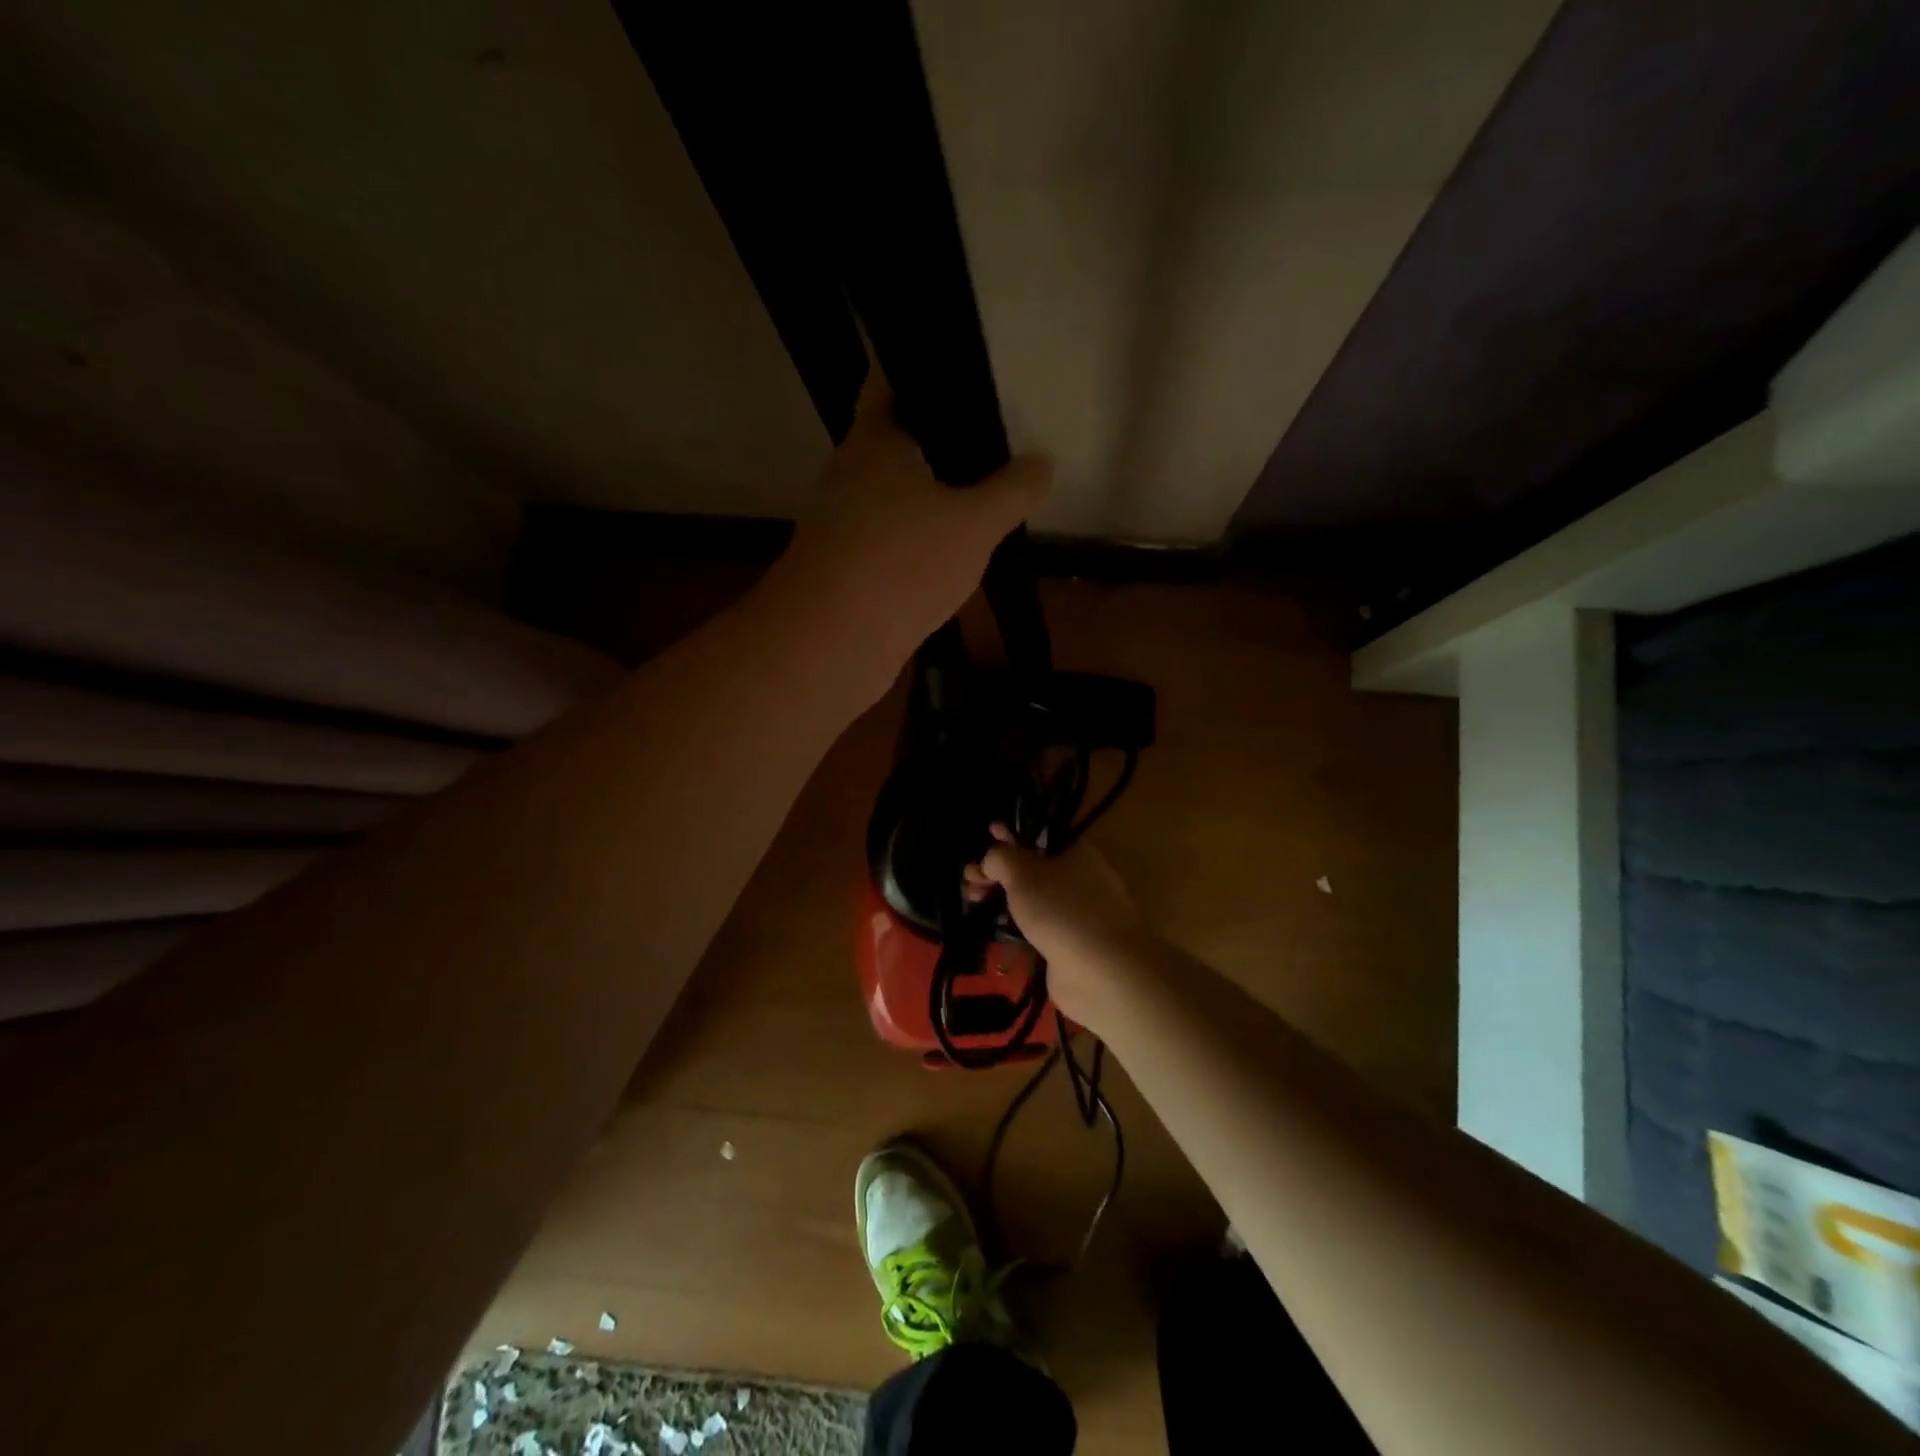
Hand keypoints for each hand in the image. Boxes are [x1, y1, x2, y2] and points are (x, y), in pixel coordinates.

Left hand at [781, 374, 1049, 694]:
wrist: (833, 643)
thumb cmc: (903, 561)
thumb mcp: (975, 523)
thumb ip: (1012, 491)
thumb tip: (1043, 463)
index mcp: (873, 440)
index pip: (891, 381)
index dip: (927, 373)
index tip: (966, 379)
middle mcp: (848, 474)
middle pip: (894, 443)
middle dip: (937, 445)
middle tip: (989, 448)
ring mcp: (840, 524)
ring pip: (891, 497)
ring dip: (927, 500)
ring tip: (978, 502)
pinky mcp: (842, 569)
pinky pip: (886, 541)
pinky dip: (915, 542)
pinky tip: (948, 557)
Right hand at [965, 825, 1145, 1031]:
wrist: (1102, 972)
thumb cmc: (1062, 910)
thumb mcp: (1022, 872)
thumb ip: (1000, 857)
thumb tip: (991, 857)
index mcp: (1076, 852)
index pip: (1038, 835)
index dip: (1009, 835)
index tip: (985, 837)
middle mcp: (1080, 878)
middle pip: (1032, 867)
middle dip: (998, 870)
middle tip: (969, 879)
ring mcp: (1077, 914)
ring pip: (1033, 898)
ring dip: (1003, 897)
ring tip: (973, 901)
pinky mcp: (1070, 944)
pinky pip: (1037, 927)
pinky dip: (1016, 925)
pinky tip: (994, 928)